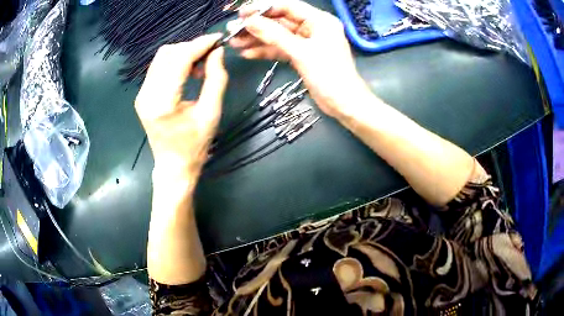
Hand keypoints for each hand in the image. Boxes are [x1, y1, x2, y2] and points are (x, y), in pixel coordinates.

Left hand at [135, 34, 227, 180]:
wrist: (173, 166)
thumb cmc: (194, 146)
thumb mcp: (211, 113)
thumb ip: (216, 79)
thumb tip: (218, 52)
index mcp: (162, 103)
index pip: (179, 60)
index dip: (199, 45)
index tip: (217, 39)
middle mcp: (146, 95)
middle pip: (168, 54)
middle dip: (191, 48)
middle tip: (211, 55)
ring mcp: (142, 95)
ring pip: (162, 57)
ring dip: (183, 54)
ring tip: (200, 66)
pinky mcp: (142, 95)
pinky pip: (159, 67)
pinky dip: (175, 63)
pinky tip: (188, 72)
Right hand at [229, 0, 366, 117]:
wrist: (344, 104)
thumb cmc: (329, 75)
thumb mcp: (301, 52)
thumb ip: (274, 35)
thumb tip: (249, 21)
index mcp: (319, 20)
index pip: (288, 6)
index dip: (263, 7)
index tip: (242, 13)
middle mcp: (313, 27)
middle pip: (280, 21)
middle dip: (256, 25)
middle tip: (232, 29)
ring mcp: (306, 42)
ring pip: (278, 36)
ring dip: (257, 39)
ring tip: (234, 42)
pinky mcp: (302, 55)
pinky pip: (280, 49)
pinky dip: (265, 51)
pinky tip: (247, 53)